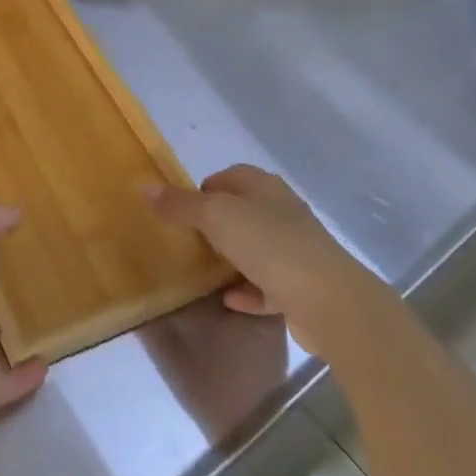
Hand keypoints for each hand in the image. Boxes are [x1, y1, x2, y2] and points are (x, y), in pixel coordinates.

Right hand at [148, 165, 386, 357]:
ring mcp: (296, 250)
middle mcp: (283, 212)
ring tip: (205, 269)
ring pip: (257, 247)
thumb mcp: (216, 217)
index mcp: (265, 188)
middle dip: (217, 222)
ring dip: (234, 257)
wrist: (329, 300)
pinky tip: (229, 300)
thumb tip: (146, 187)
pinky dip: (249, 290)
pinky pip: (268, 285)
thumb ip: (181, 204)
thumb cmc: (269, 245)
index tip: (183, 209)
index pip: (231, 175)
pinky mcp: (303, 286)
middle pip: (244, 210)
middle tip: (189, 238)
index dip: (205, 187)